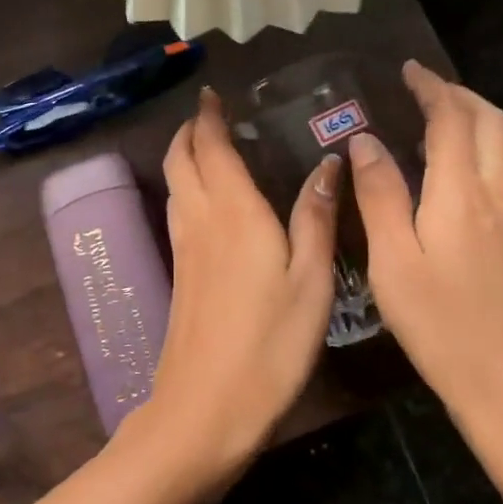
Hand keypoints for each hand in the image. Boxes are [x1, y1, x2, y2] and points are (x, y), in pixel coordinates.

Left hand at [143, 87, 341, 478]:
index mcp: (235, 213)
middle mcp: (201, 220)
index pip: (211, 148)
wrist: (204, 409)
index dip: (208, 118)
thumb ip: (317, 218)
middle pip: (181, 160)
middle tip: (209, 115)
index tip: (212, 94)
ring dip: (184, 157)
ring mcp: (183, 248)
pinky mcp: (178, 274)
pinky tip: (207, 203)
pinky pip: (178, 211)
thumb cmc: (270, 345)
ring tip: (207, 148)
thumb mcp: (311, 282)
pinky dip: (187, 188)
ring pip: (175, 185)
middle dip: (189, 131)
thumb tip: (328, 164)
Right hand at [347, 61, 502, 431]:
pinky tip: (457, 174)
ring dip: (473, 119)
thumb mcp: (393, 260)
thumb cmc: (442, 324)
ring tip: (437, 120)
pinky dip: (481, 149)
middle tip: (423, 88)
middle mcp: (496, 195)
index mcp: (461, 192)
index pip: (451, 119)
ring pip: (502, 147)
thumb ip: (379, 195)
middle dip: (458, 95)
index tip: (408, 70)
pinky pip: (502, 172)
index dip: (431, 88)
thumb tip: (364, 141)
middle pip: (489, 122)